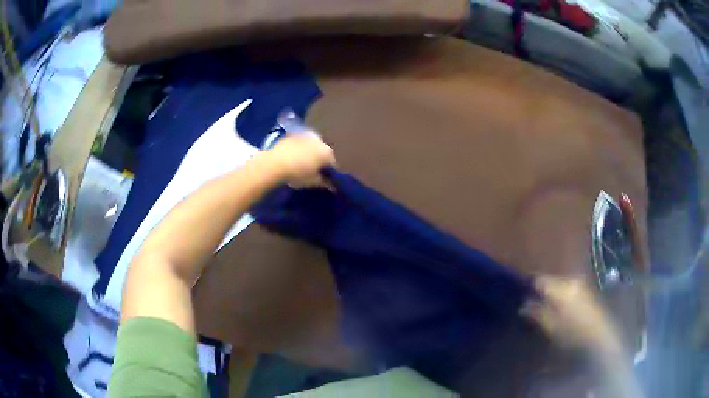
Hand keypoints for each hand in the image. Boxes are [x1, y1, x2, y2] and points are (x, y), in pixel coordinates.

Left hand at [266, 133, 335, 186]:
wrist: (274, 164)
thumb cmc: (297, 174)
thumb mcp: (312, 181)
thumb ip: (325, 182)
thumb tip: (332, 185)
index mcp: (326, 152)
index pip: (332, 163)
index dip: (330, 171)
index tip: (325, 177)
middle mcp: (319, 140)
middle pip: (322, 151)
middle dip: (320, 159)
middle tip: (313, 170)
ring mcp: (305, 135)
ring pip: (312, 145)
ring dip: (310, 152)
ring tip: (302, 162)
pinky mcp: (293, 134)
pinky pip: (300, 142)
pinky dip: (300, 148)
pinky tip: (293, 156)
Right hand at [521, 276, 622, 354]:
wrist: (600, 336)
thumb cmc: (573, 333)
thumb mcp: (552, 327)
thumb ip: (537, 313)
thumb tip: (523, 304)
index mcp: (562, 287)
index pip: (540, 279)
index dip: (529, 286)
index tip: (521, 294)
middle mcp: (571, 280)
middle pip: (551, 279)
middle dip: (541, 289)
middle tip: (531, 302)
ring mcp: (580, 284)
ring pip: (560, 283)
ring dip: (551, 292)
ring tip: (544, 305)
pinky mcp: (586, 290)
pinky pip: (568, 287)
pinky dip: (561, 294)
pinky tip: (559, 306)